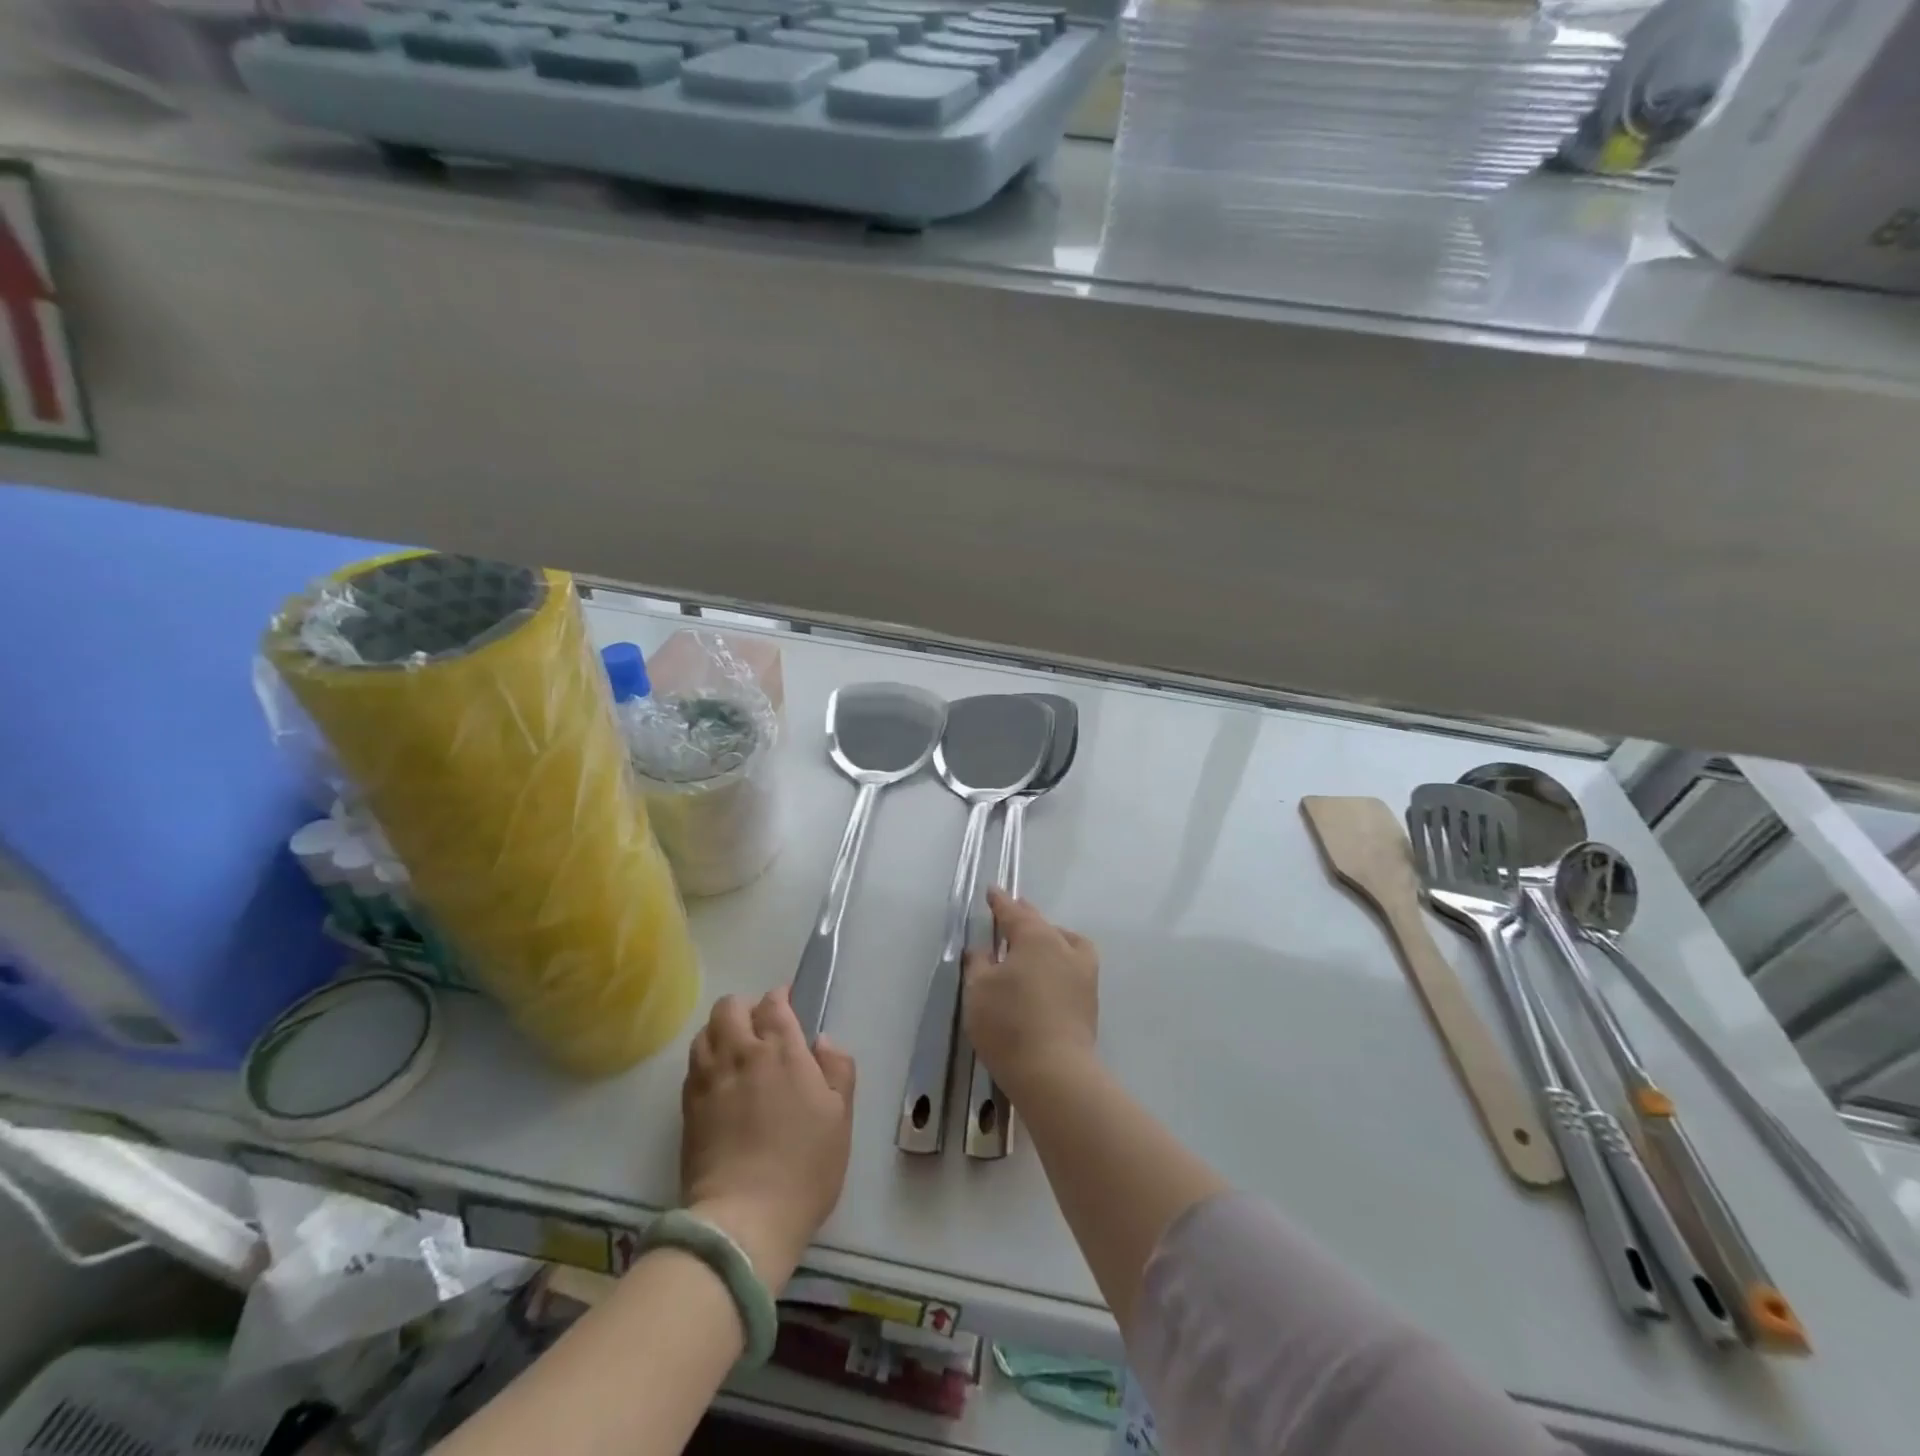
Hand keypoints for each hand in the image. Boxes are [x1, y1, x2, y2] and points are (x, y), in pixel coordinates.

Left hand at [680, 988, 855, 1291]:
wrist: (743, 1220)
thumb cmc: (803, 1166)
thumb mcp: (841, 1118)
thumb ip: (838, 1069)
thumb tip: (822, 1041)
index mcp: (780, 1050)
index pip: (773, 1003)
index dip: (781, 998)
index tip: (789, 1006)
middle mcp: (739, 1053)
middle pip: (730, 1007)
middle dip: (746, 1007)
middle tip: (762, 1028)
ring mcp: (708, 1080)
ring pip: (705, 1032)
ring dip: (721, 1031)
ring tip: (736, 1051)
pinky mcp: (687, 1108)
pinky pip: (693, 1065)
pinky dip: (706, 1059)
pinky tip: (719, 1080)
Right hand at [963, 888, 1099, 1098]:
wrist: (1054, 1073)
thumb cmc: (1009, 1024)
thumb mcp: (978, 990)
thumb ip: (978, 964)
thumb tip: (983, 950)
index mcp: (1035, 937)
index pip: (1013, 912)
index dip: (1000, 902)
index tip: (992, 891)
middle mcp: (1063, 947)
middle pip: (1042, 924)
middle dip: (1025, 917)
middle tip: (1011, 914)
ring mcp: (1083, 974)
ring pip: (1065, 943)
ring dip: (1049, 938)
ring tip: (1034, 945)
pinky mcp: (1089, 1001)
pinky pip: (1073, 966)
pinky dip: (1060, 962)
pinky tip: (1049, 976)